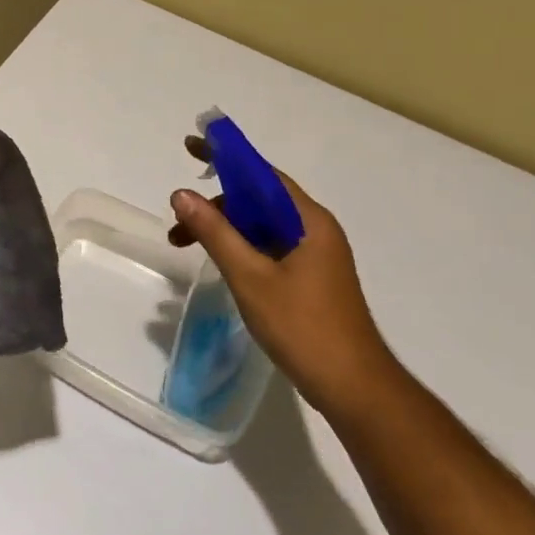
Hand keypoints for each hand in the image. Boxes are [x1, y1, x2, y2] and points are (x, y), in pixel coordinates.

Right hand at [168, 138, 398, 420]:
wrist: (355, 390)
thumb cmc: (304, 328)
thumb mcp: (250, 277)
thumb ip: (215, 232)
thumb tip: (181, 193)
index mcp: (308, 220)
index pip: (261, 173)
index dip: (225, 156)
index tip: (192, 144)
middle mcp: (314, 229)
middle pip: (258, 199)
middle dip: (216, 204)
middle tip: (178, 222)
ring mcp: (314, 254)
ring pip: (260, 224)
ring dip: (224, 229)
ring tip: (186, 246)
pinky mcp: (309, 276)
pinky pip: (267, 245)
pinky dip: (239, 246)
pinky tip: (219, 262)